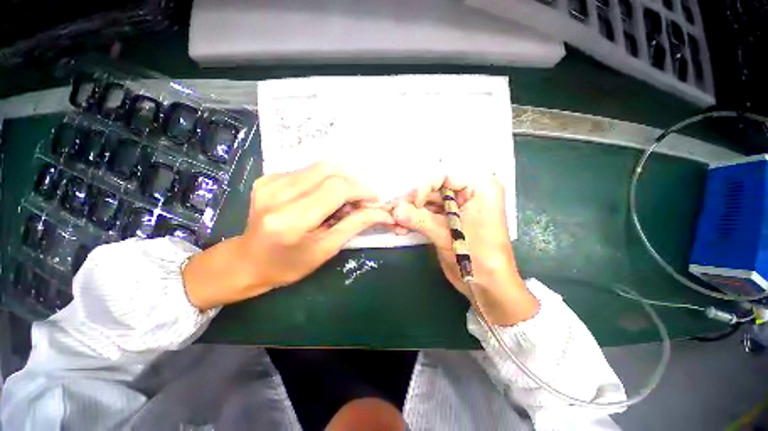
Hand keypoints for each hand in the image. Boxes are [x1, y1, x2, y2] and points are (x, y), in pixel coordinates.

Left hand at [183, 162, 392, 309]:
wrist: (247, 261)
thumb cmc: (289, 264)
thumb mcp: (326, 250)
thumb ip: (354, 225)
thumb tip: (381, 212)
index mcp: (291, 220)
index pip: (336, 189)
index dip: (360, 190)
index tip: (374, 199)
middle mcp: (277, 194)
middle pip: (328, 170)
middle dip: (352, 182)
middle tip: (360, 200)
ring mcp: (269, 183)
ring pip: (319, 167)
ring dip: (339, 181)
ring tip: (342, 201)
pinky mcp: (267, 178)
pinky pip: (306, 171)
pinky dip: (323, 181)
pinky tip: (322, 198)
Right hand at [392, 176, 537, 324]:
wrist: (489, 286)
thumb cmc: (478, 258)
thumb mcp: (448, 236)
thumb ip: (419, 220)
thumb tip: (394, 210)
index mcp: (479, 187)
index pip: (444, 175)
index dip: (422, 186)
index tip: (406, 202)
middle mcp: (469, 192)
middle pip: (434, 188)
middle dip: (413, 200)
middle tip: (394, 210)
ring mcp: (459, 206)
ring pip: (429, 201)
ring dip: (411, 211)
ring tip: (395, 220)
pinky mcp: (450, 219)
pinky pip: (430, 213)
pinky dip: (416, 219)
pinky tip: (403, 227)